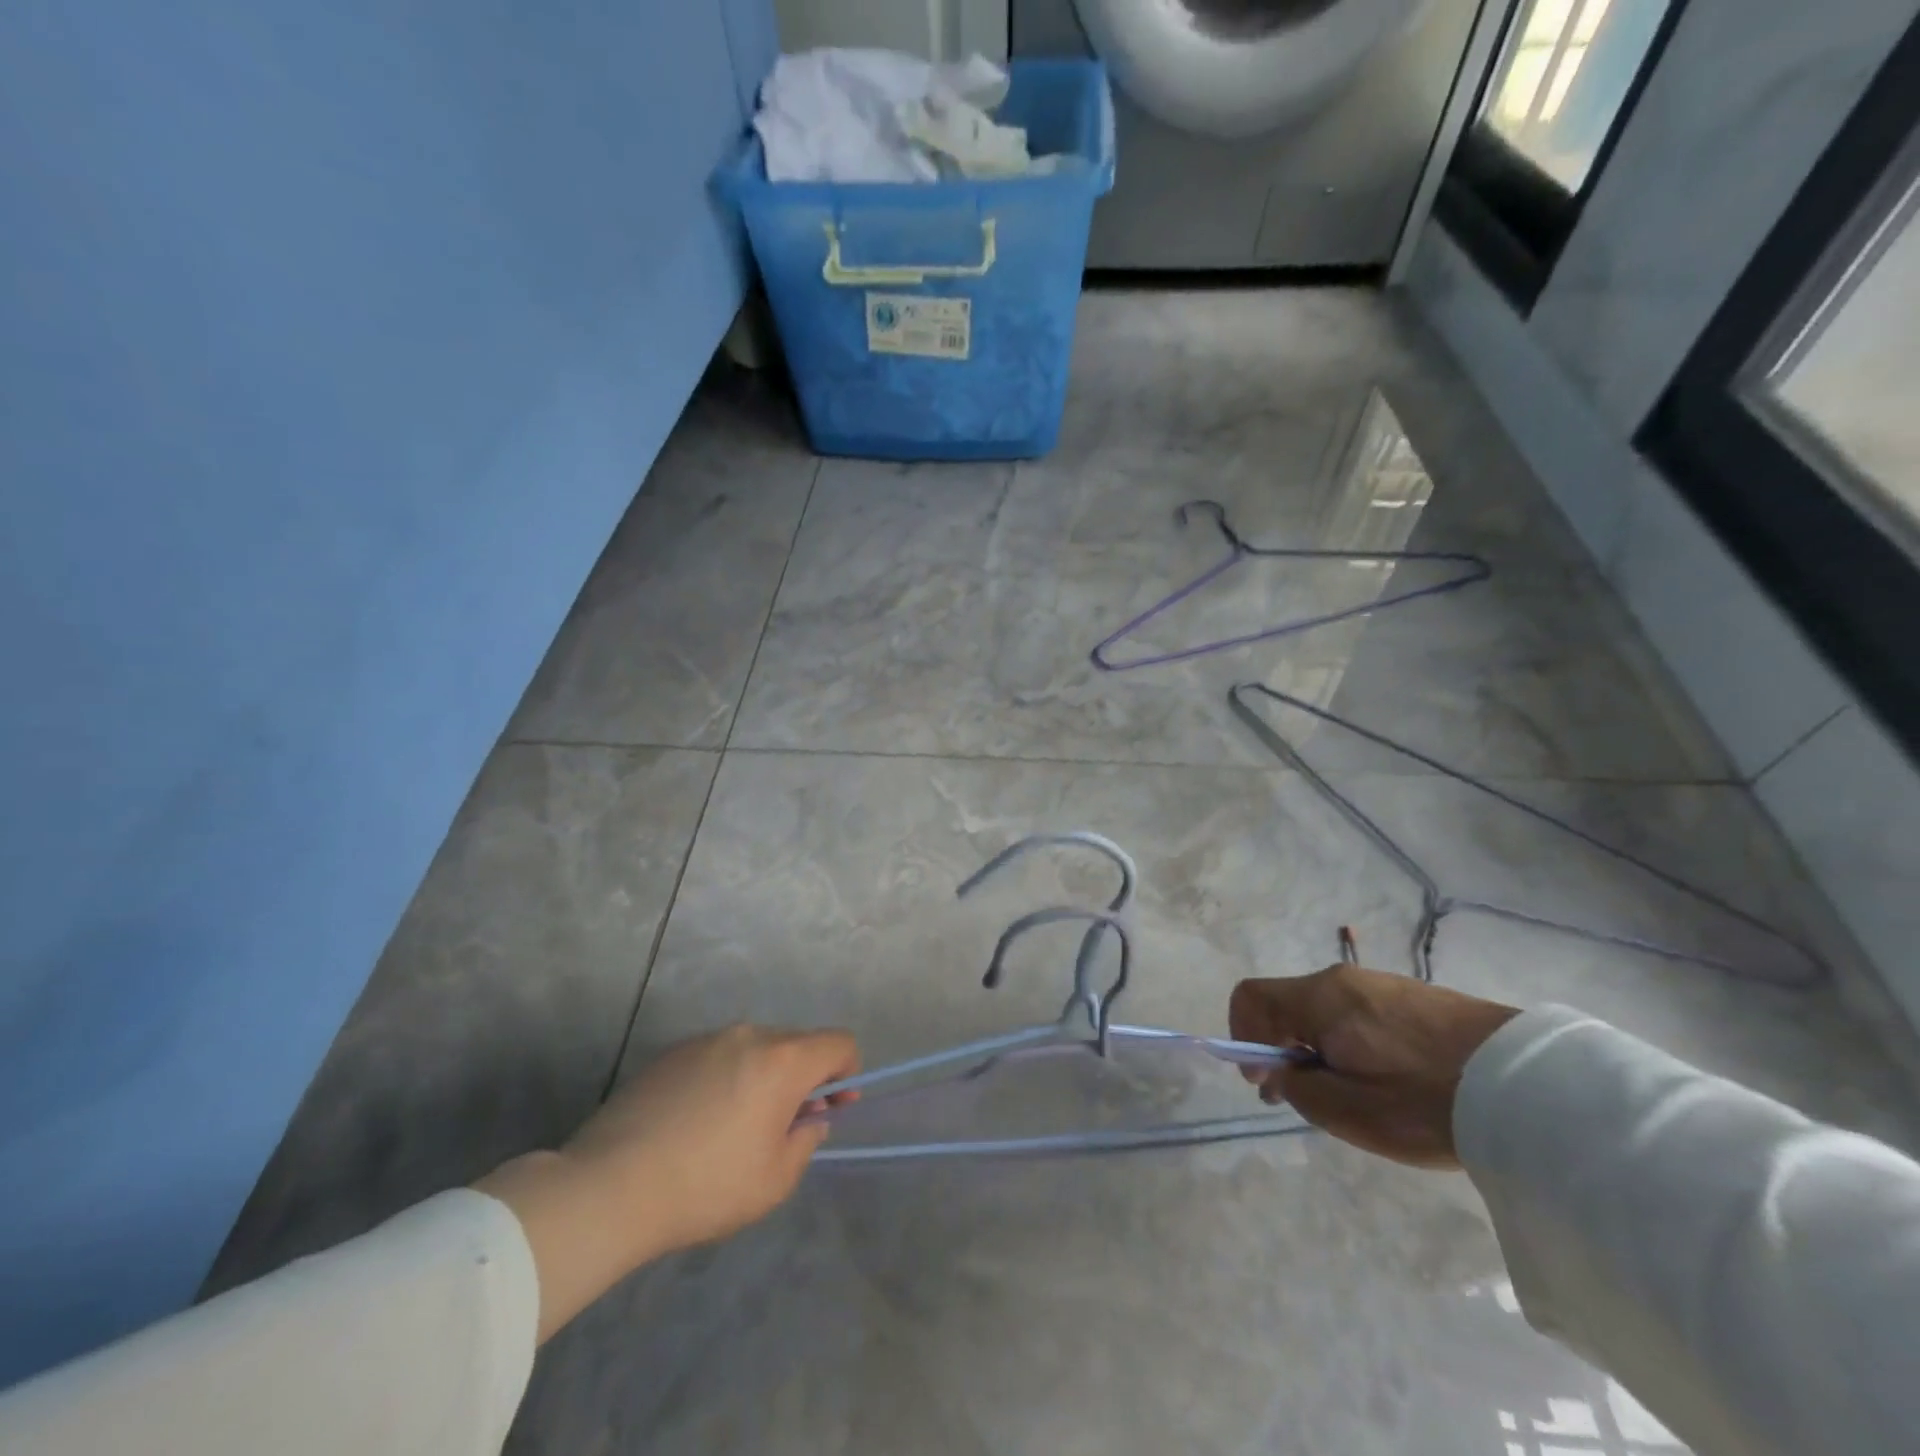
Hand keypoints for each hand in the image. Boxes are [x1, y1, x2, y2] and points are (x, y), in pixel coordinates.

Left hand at [475, 1024, 857, 1340]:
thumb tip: (808, 1119)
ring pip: (755, 1048)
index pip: (839, 1042)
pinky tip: (695, 1121)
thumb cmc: (705, 1187)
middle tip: (782, 1126)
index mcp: (783, 1060)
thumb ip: (805, 1140)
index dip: (847, 1071)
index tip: (831, 1106)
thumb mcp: (774, 1181)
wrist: (609, 1186)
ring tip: (732, 1127)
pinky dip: (725, 1077)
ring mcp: (707, 1039)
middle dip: (803, 1077)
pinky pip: (718, 1055)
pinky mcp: (672, 1051)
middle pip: (797, 1043)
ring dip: (762, 1076)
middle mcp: (749, 1034)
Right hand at [1229, 965, 1517, 1167]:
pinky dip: (1353, 1043)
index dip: (1242, 1037)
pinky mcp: (1414, 997)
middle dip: (1283, 1048)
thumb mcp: (1347, 1112)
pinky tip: (1390, 1082)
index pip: (1250, 997)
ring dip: (1320, 1048)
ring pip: (1325, 1011)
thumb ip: (1296, 1088)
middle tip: (1308, 1097)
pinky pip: (1360, 1014)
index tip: (1267, 1080)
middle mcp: (1342, 980)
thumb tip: (1280, 1070)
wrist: (1531, 1088)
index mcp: (1318, 998)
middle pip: (1287, 1004)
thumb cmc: (1424, 1102)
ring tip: (1355, 1095)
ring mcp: (1381, 984)